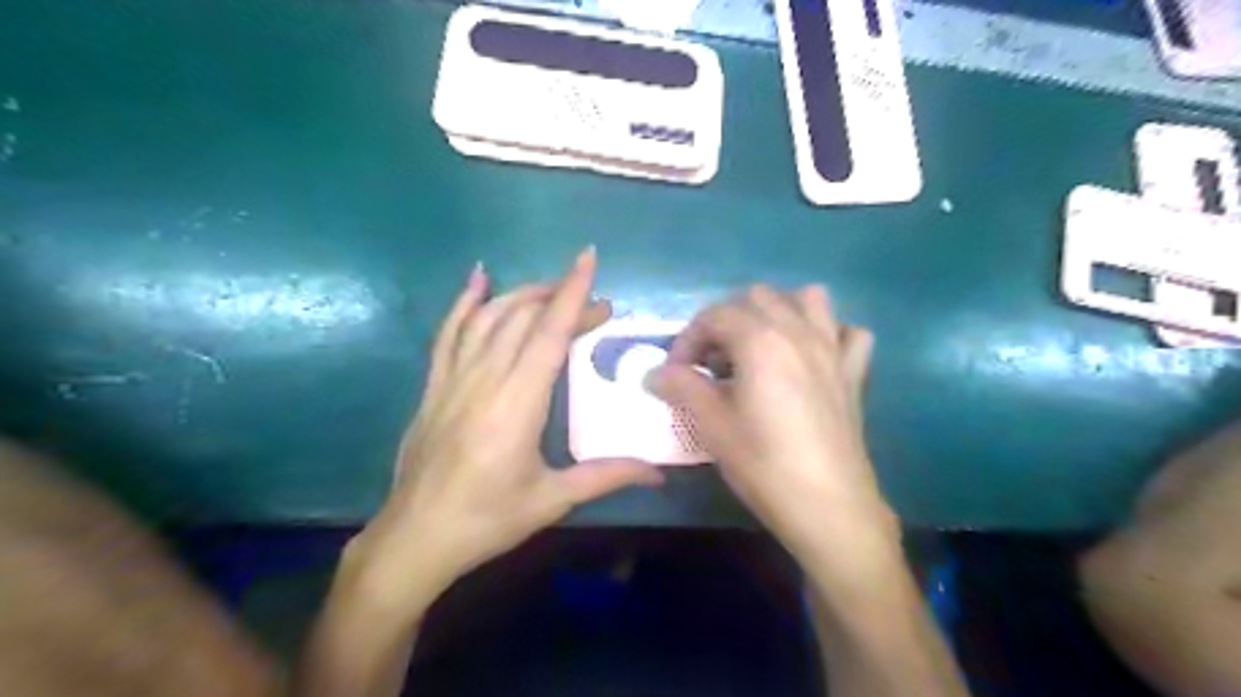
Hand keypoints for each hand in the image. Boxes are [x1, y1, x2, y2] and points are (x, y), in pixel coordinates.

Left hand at [347, 246, 664, 599]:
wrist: (416, 537)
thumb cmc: (488, 519)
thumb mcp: (552, 499)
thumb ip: (606, 476)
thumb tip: (658, 472)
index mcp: (517, 403)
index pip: (549, 334)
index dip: (572, 294)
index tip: (588, 260)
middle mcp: (485, 379)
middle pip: (524, 319)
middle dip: (561, 299)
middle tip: (597, 307)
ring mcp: (453, 378)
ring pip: (488, 317)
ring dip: (522, 295)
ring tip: (552, 291)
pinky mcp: (434, 385)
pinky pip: (448, 332)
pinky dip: (464, 302)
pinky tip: (478, 279)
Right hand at [650, 286, 903, 567]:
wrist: (828, 506)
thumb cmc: (763, 464)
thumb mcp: (712, 425)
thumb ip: (681, 387)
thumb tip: (654, 374)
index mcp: (761, 340)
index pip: (714, 316)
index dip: (687, 339)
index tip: (676, 372)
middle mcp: (799, 331)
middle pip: (757, 298)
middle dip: (727, 321)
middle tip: (713, 361)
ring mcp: (832, 349)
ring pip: (807, 299)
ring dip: (779, 312)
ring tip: (760, 347)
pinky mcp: (853, 373)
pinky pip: (847, 333)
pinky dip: (828, 334)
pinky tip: (812, 359)